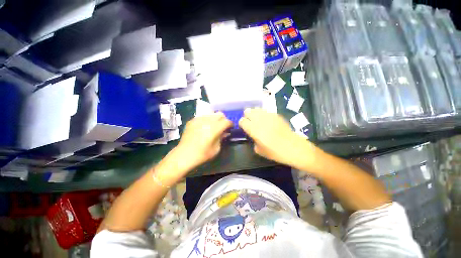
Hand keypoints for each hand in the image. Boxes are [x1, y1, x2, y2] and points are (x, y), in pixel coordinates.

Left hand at [176, 112, 232, 169]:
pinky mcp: (192, 120)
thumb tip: (225, 132)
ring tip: (213, 126)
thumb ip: (222, 138)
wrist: (184, 155)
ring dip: (215, 118)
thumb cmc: (202, 154)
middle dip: (223, 119)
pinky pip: (203, 116)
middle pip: (220, 114)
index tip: (230, 128)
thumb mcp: (216, 148)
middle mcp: (207, 121)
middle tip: (222, 126)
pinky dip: (206, 119)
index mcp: (214, 128)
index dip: (230, 124)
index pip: (227, 121)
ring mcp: (198, 119)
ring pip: (211, 113)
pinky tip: (204, 127)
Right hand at [239, 108, 316, 167]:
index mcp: (253, 129)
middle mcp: (259, 120)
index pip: (242, 121)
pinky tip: (267, 120)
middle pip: (247, 111)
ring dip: (254, 113)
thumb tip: (253, 135)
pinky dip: (263, 114)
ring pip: (256, 109)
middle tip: (250, 122)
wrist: (293, 147)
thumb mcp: (259, 150)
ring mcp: (268, 115)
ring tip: (258, 119)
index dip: (242, 124)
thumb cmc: (275, 152)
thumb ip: (253, 140)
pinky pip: (265, 111)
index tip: (244, 127)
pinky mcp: (276, 114)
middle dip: (247, 116)